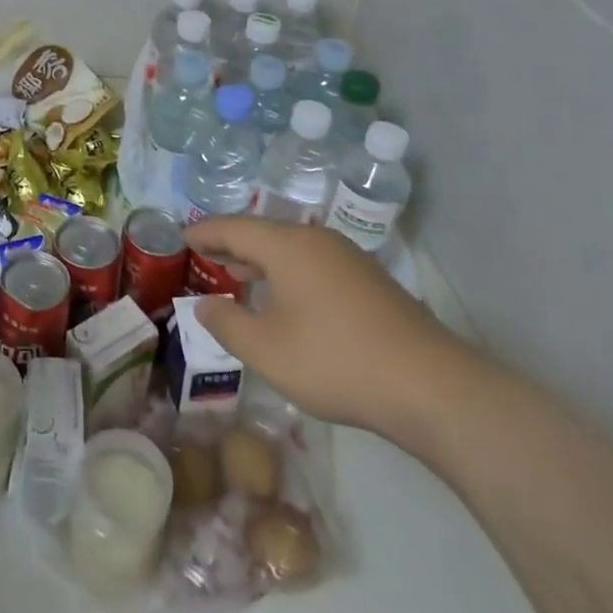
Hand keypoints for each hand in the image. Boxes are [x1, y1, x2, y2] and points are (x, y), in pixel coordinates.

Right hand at [187, 217, 479, 445]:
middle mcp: (316, 239)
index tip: (182, 236)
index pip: (233, 227)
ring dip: (261, 259)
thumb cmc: (335, 360)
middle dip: (232, 244)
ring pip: (291, 248)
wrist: (430, 385)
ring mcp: (347, 258)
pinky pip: (313, 262)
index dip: (205, 232)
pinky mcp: (369, 280)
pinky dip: (288, 271)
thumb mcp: (267, 350)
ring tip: (239, 274)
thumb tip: (204, 306)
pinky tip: (286, 298)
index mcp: (287, 246)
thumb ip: (227, 324)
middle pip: (263, 232)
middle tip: (205, 254)